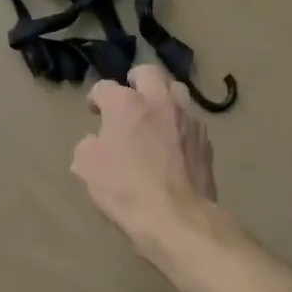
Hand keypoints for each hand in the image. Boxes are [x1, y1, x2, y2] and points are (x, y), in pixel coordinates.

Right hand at [72, 64, 218, 253]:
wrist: (176, 218)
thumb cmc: (124, 190)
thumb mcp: (85, 167)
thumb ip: (89, 144)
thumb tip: (99, 140)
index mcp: (125, 104)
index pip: (105, 87)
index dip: (96, 98)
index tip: (94, 112)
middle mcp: (159, 101)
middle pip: (148, 73)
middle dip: (135, 81)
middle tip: (128, 100)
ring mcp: (187, 119)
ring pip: (176, 91)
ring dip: (162, 98)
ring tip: (154, 116)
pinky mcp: (206, 140)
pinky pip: (190, 121)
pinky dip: (178, 124)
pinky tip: (172, 143)